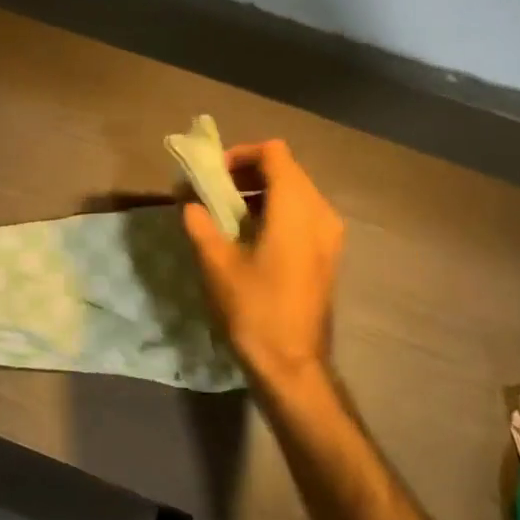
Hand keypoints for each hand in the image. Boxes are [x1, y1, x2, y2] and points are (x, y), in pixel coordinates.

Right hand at [183, 139, 344, 397]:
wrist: (293, 366)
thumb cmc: (255, 310)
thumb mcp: (217, 265)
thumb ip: (201, 225)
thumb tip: (190, 204)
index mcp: (296, 207)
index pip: (274, 153)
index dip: (242, 154)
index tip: (215, 175)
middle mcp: (320, 212)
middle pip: (287, 169)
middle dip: (249, 172)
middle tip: (216, 191)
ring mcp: (330, 234)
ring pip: (296, 192)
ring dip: (262, 192)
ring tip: (229, 214)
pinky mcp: (328, 254)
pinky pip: (303, 214)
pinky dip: (277, 211)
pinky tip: (252, 236)